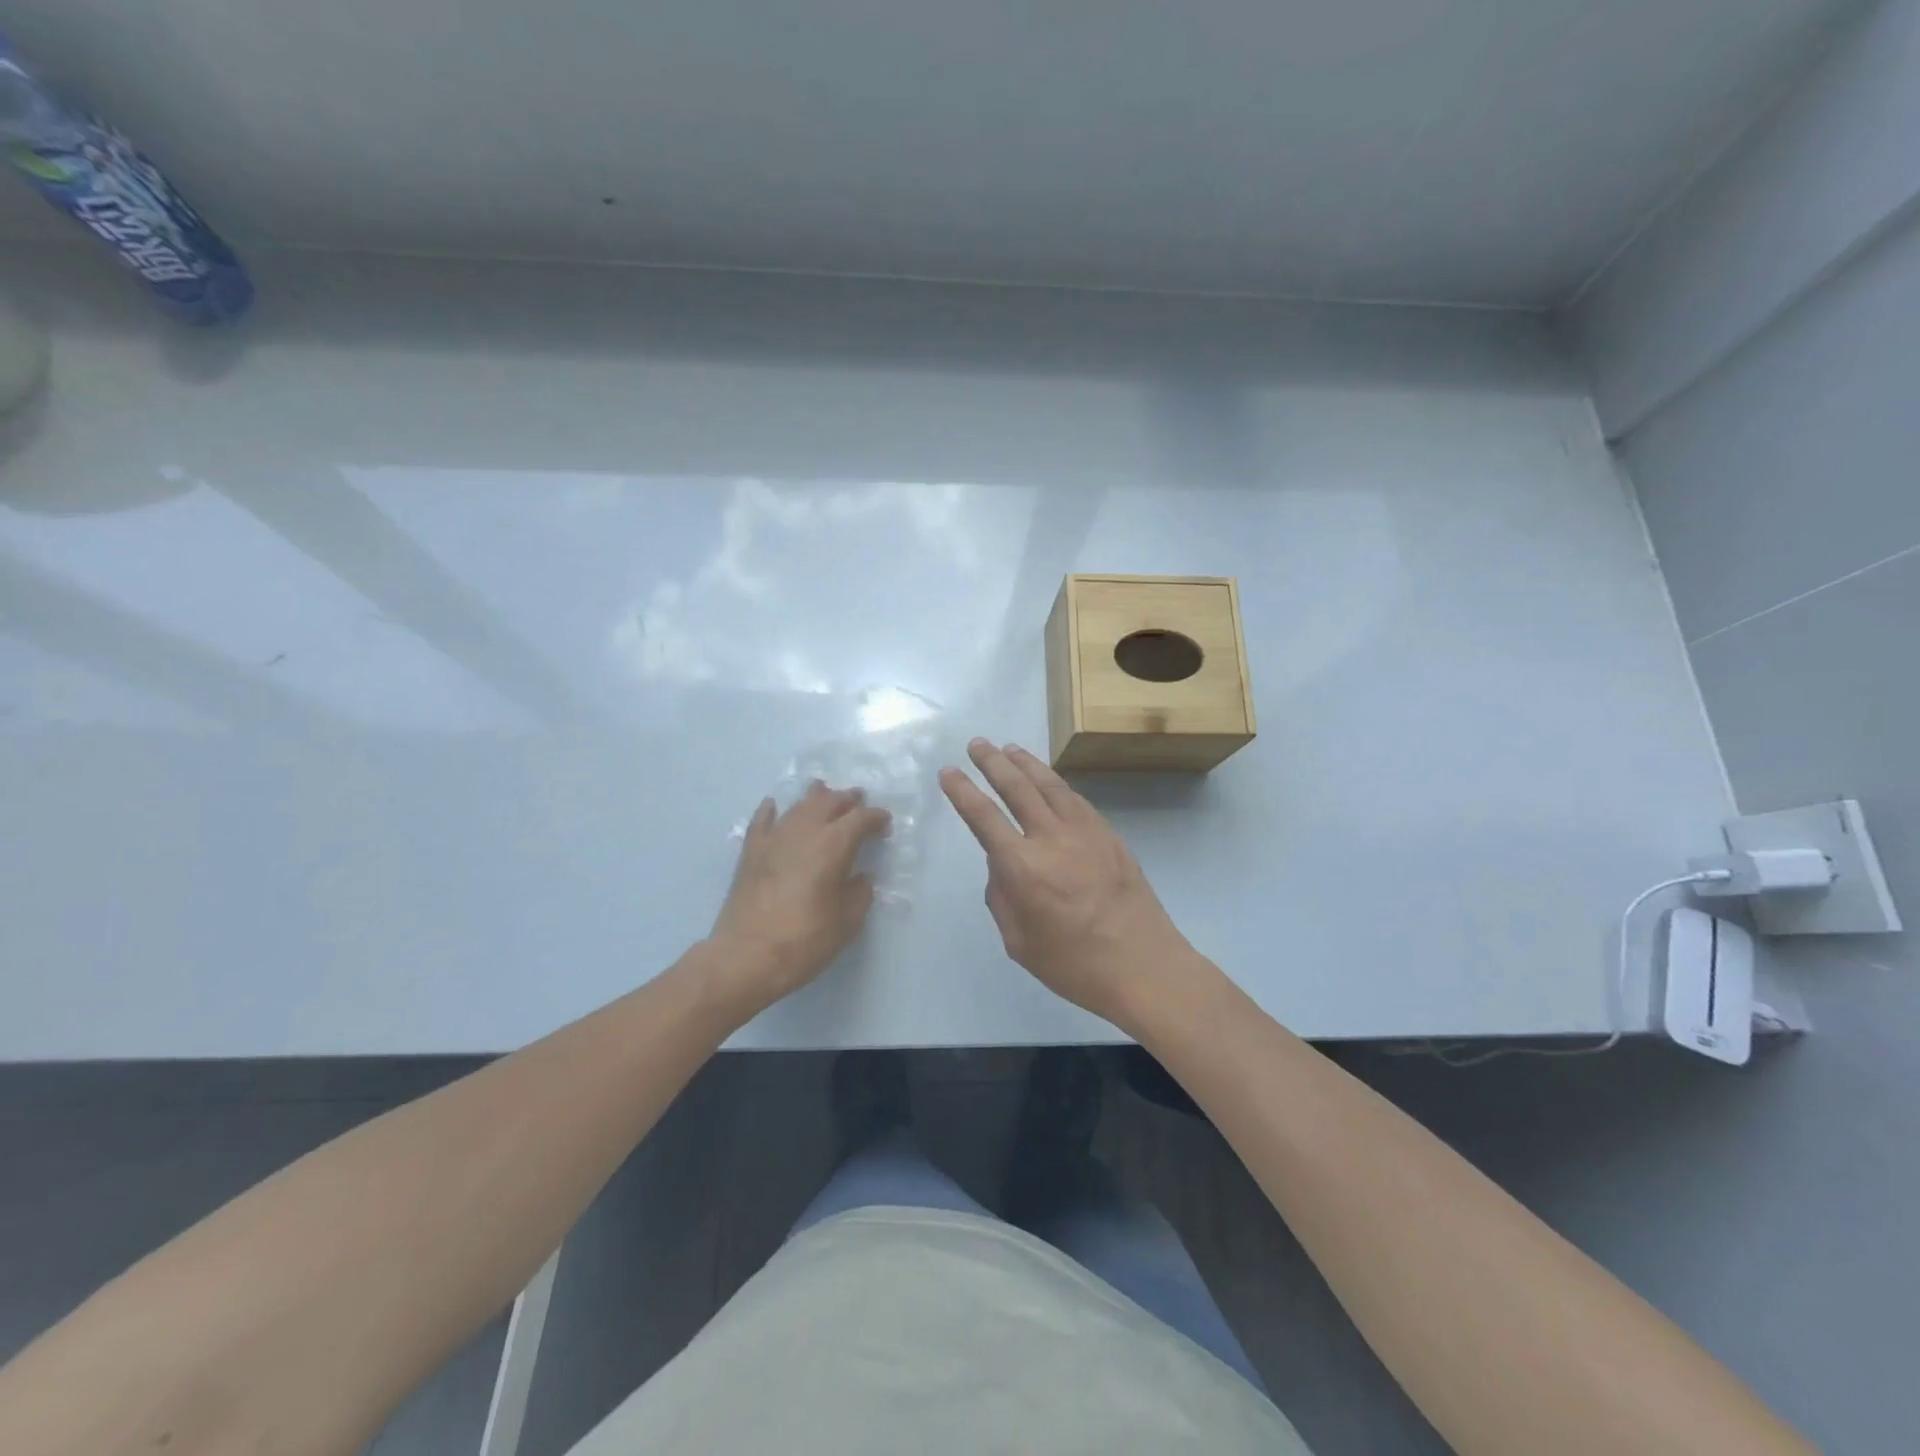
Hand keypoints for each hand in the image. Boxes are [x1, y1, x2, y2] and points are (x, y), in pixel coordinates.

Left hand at [707, 782, 890, 1018]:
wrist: (746, 957)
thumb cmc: (804, 941)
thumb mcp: (846, 923)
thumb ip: (859, 894)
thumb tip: (860, 878)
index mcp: (834, 845)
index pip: (861, 818)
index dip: (876, 818)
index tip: (885, 826)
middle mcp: (805, 831)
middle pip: (830, 802)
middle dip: (848, 800)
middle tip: (859, 801)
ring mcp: (774, 838)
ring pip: (799, 805)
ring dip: (816, 798)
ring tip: (825, 794)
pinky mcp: (751, 852)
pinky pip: (763, 820)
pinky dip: (772, 810)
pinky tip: (774, 805)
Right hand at [939, 738, 1195, 1030]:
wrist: (1143, 965)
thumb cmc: (1074, 964)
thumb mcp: (1019, 941)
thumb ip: (1002, 897)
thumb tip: (1002, 864)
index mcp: (1023, 867)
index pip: (984, 818)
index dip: (962, 792)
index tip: (948, 772)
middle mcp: (1052, 838)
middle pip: (1017, 788)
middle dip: (993, 763)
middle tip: (977, 743)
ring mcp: (1085, 832)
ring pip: (1050, 785)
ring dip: (1026, 763)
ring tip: (1009, 749)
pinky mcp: (1108, 835)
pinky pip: (1075, 799)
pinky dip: (1056, 783)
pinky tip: (1049, 781)